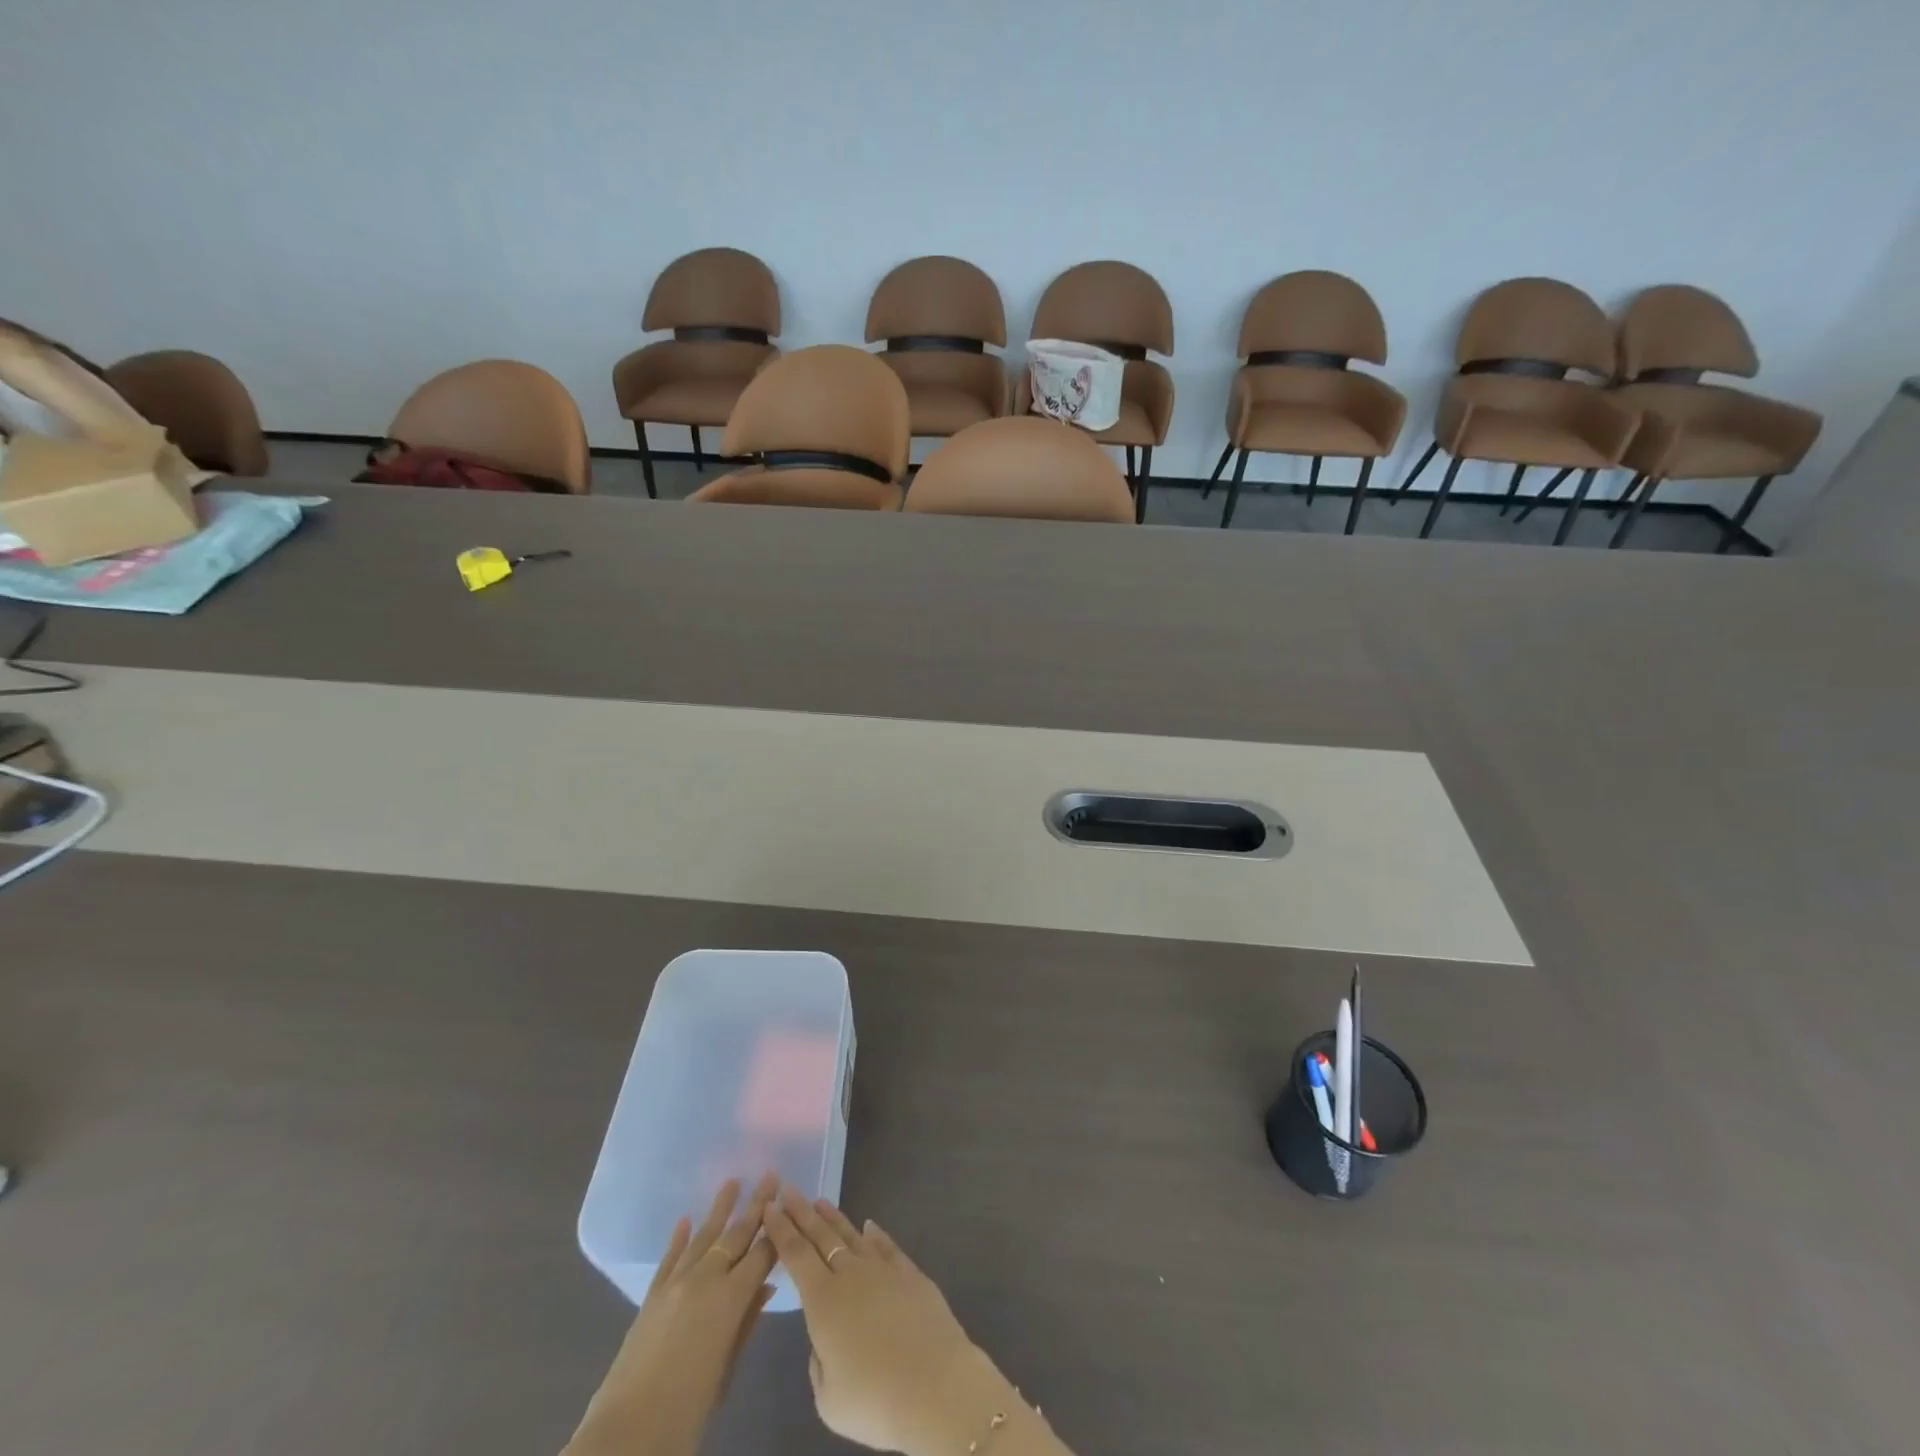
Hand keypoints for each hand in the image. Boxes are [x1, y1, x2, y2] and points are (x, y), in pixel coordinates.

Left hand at [565, 1174, 779, 1455]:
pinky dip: (678, 1238)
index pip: (761, 1254)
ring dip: (720, 1209)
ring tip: (734, 1182)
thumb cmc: (686, 1412)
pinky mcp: (651, 1297)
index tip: (790, 1204)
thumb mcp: (726, 1370)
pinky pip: (669, 1259)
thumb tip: (766, 1286)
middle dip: (756, 1206)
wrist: (625, 1435)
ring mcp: (675, 1285)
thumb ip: (746, 1323)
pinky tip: (685, 1220)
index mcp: (730, 1299)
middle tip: (771, 1176)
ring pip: (703, 1237)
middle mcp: (705, 1280)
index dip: (777, 1230)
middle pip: (736, 1235)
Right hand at [762, 1189, 1016, 1455]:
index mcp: (824, 1302)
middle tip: (789, 1189)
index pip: (796, 1255)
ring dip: (834, 1218)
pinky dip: (876, 1234)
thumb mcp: (829, 1398)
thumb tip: (826, 1340)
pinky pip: (887, 1247)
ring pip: (853, 1236)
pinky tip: (869, 1226)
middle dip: (802, 1212)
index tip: (770, 1206)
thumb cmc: (875, 1400)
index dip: (781, 1230)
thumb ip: (819, 1362)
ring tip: (820, 1202)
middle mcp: (851, 1275)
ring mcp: (883, 1270)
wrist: (935, 1386)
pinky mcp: (911, 1274)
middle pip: (821, 1236)